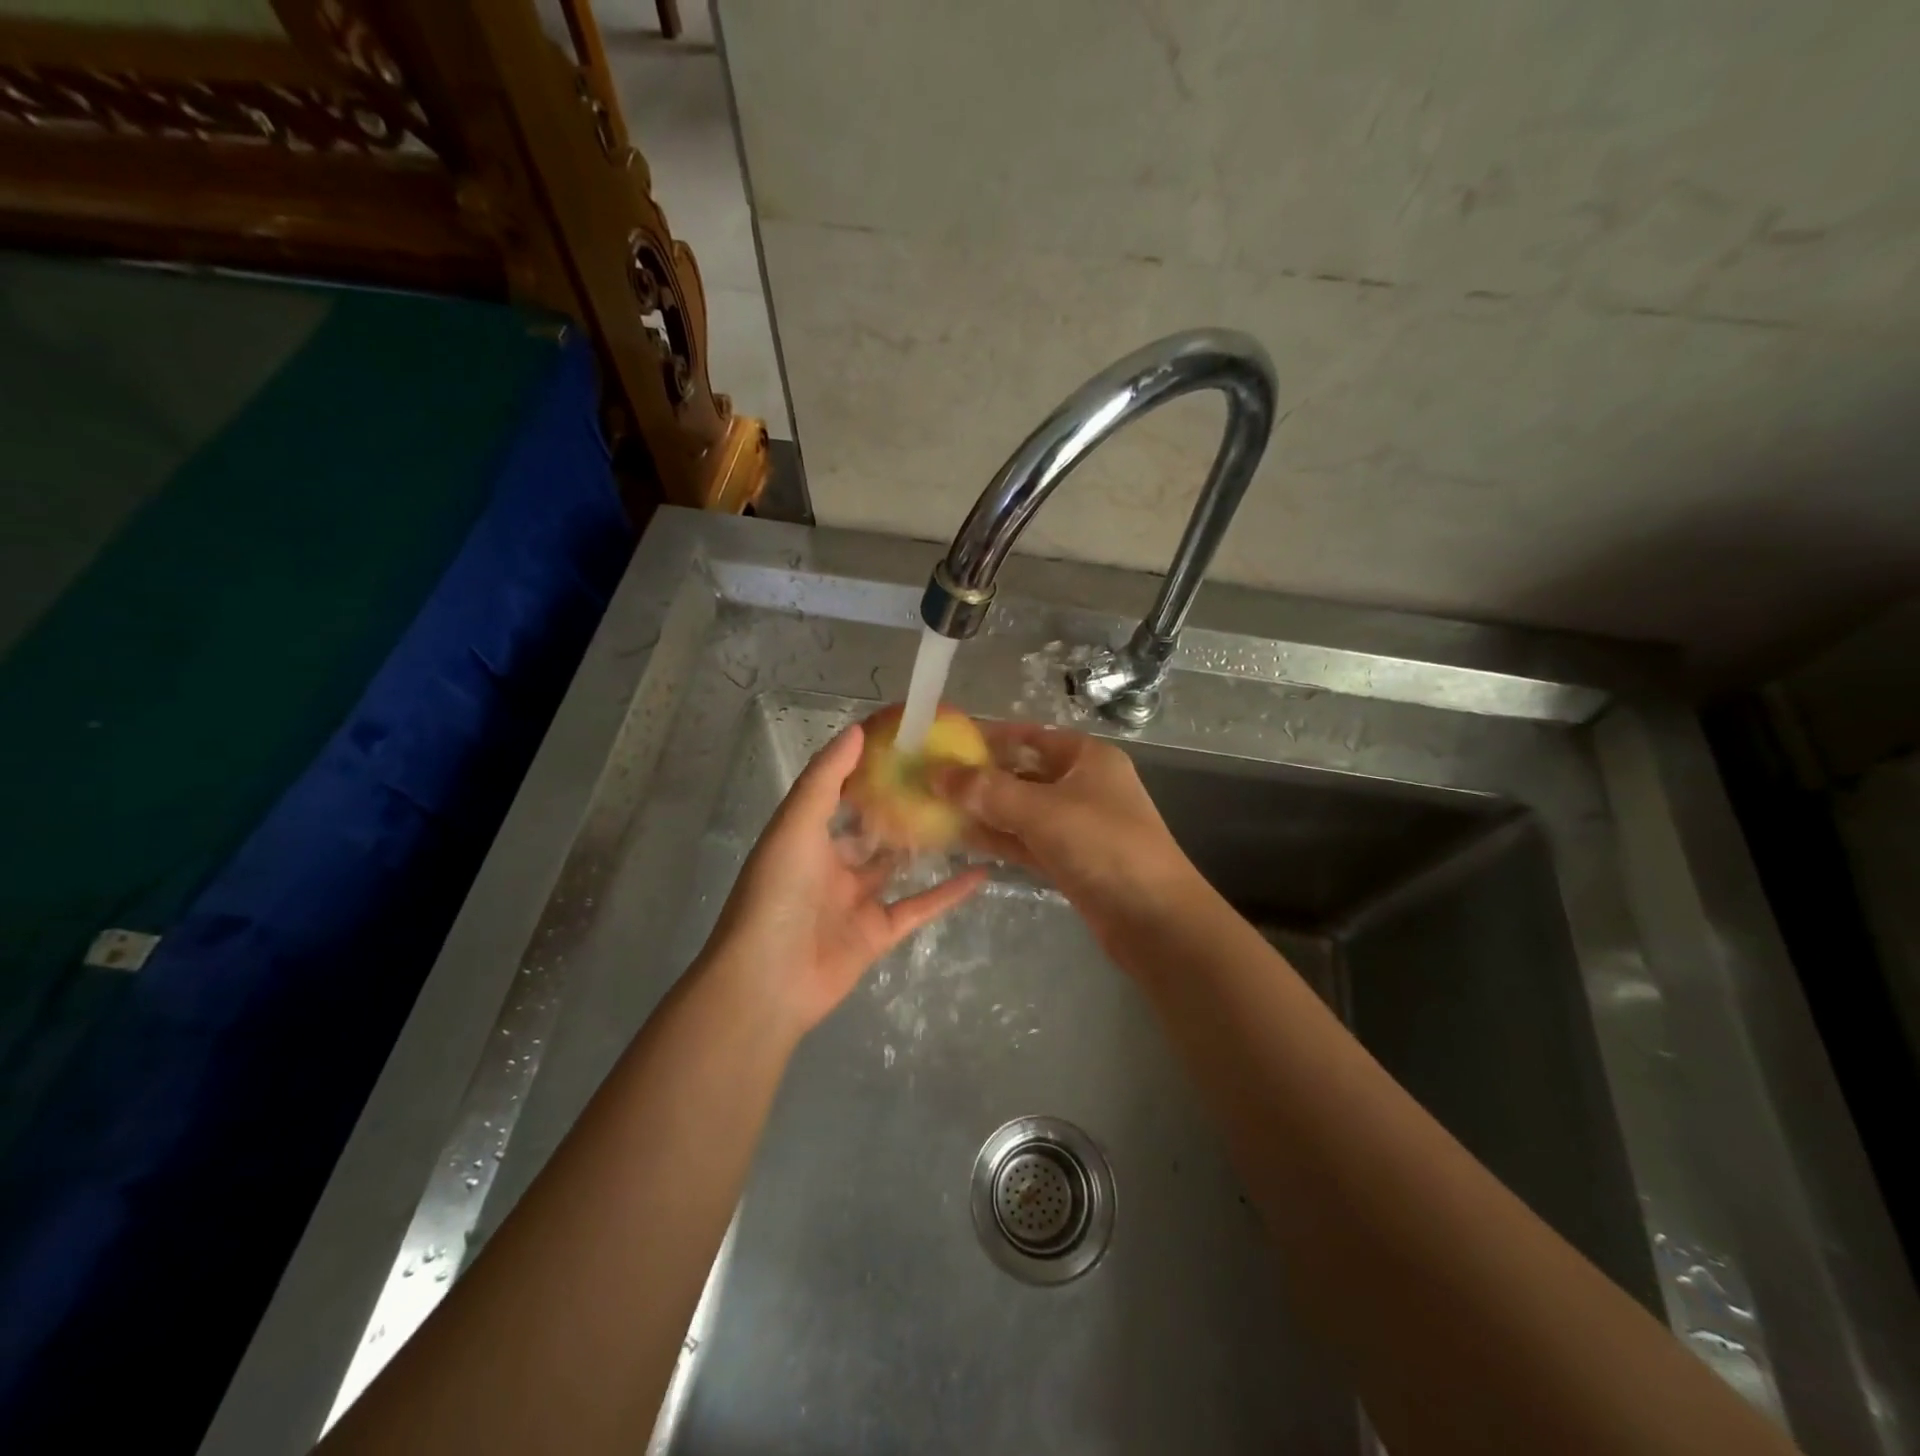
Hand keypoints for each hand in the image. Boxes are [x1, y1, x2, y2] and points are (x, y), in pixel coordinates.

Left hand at [704, 724, 986, 1036]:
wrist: (768, 982)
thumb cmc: (777, 894)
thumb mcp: (795, 826)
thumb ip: (825, 779)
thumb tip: (857, 730)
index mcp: (807, 836)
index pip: (842, 791)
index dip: (870, 765)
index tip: (907, 740)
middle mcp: (832, 864)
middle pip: (874, 828)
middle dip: (904, 804)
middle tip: (949, 777)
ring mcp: (857, 900)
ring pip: (899, 865)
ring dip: (928, 845)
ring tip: (968, 815)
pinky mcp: (879, 932)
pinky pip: (919, 906)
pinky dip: (949, 892)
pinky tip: (982, 872)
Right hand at [932, 722, 1197, 944]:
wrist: (1155, 919)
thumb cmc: (1103, 847)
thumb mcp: (1042, 811)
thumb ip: (987, 791)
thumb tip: (937, 773)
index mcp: (1086, 758)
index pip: (1029, 736)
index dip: (988, 736)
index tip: (944, 741)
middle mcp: (1082, 785)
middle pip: (1022, 772)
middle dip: (979, 777)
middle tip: (930, 779)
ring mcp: (1076, 825)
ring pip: (1020, 809)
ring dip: (983, 810)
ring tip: (934, 808)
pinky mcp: (1069, 859)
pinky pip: (1025, 840)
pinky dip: (997, 838)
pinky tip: (960, 838)